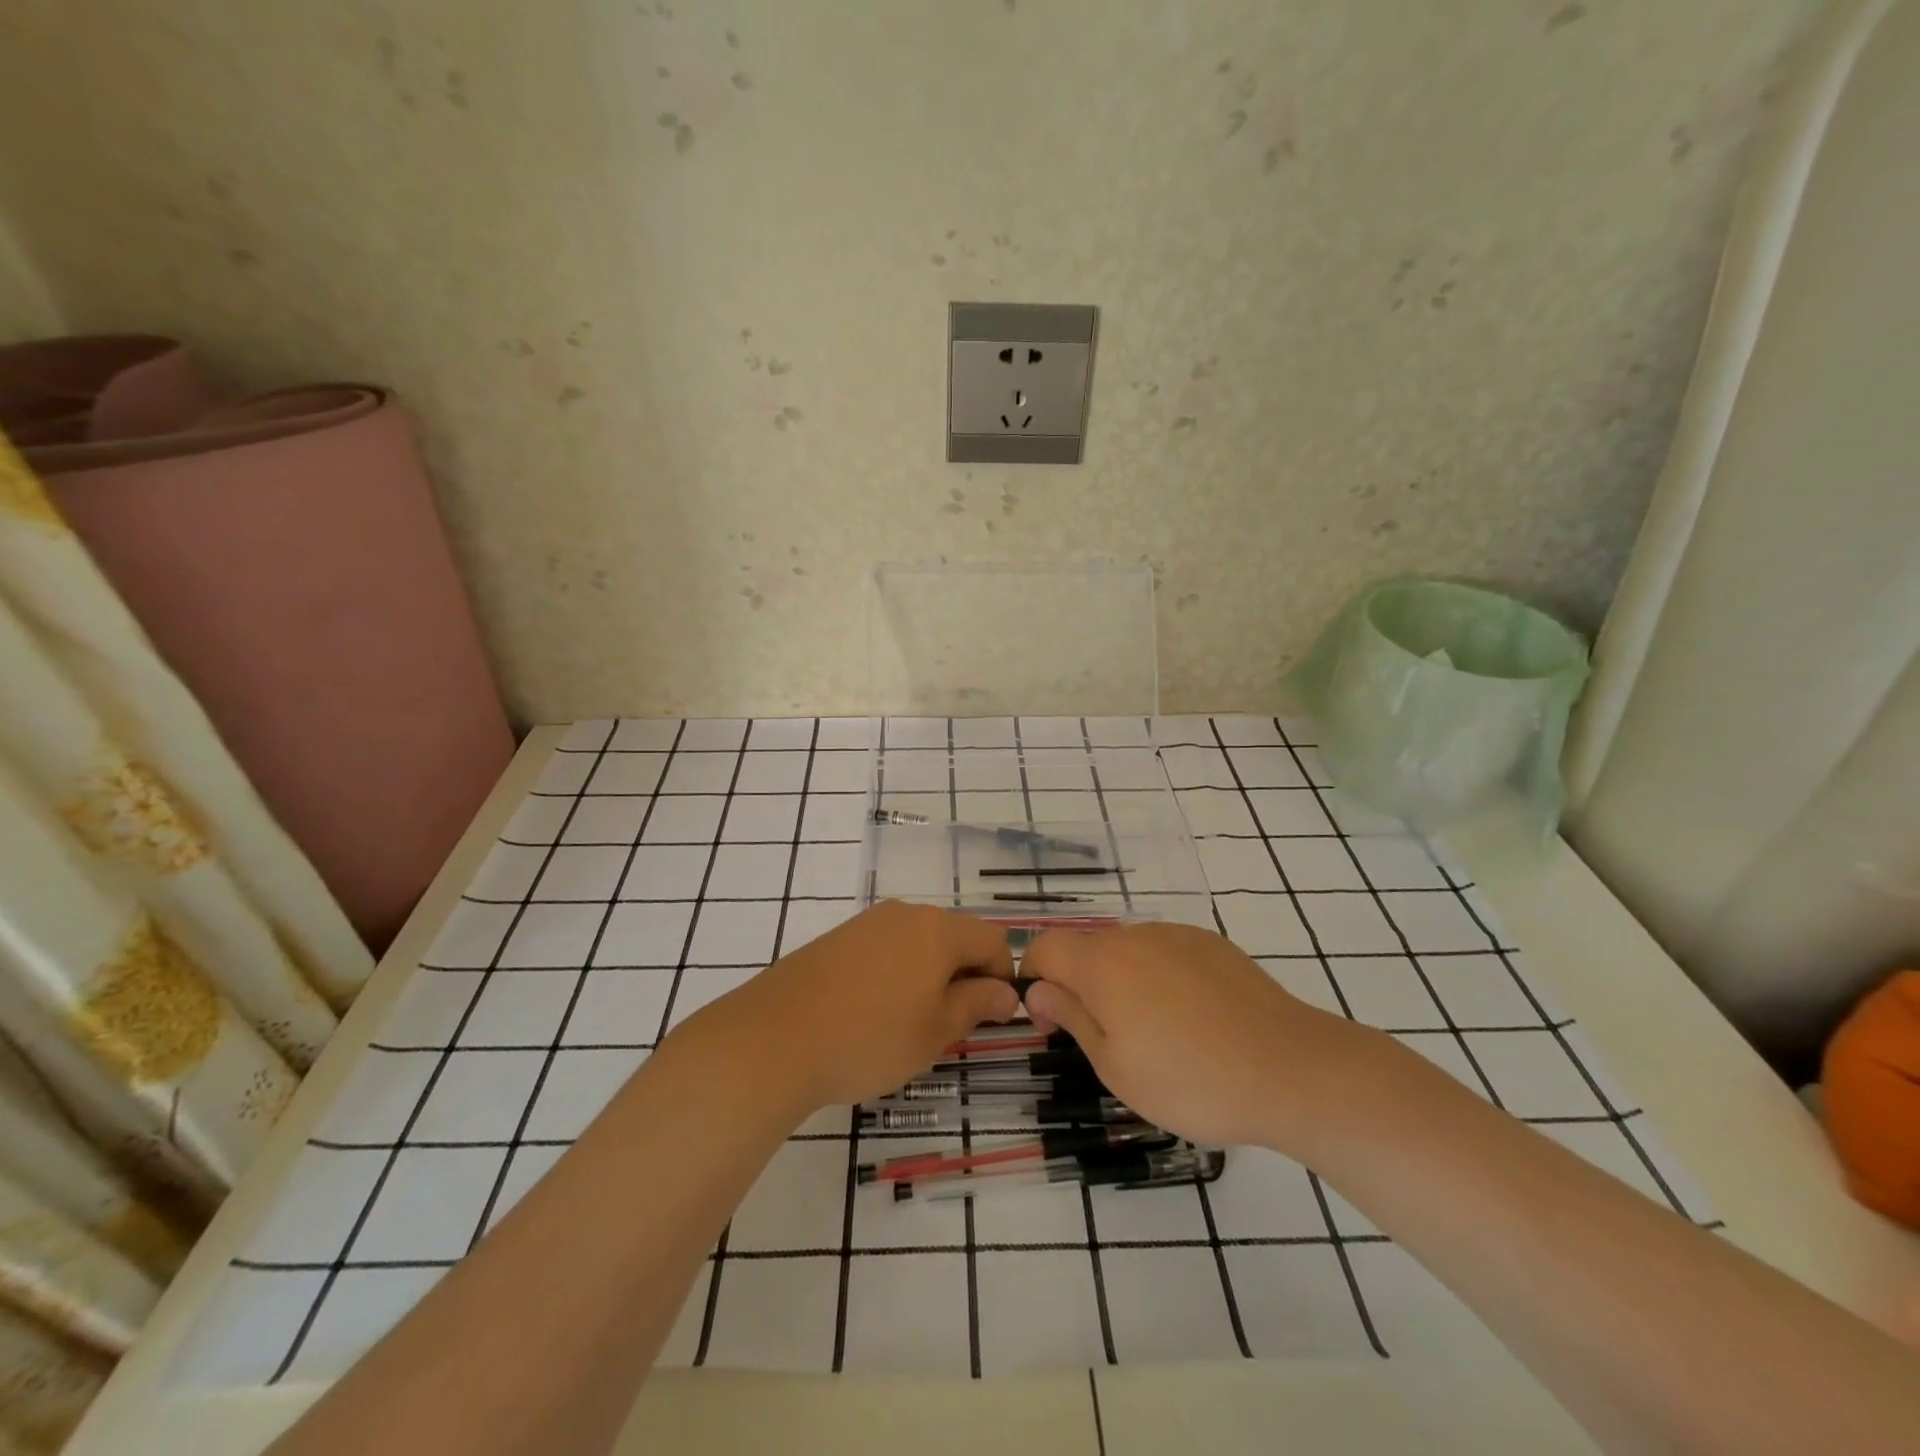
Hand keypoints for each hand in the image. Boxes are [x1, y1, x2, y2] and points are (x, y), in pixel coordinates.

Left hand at [678, 901, 1018, 1111]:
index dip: (1002, 978)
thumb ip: (976, 1005)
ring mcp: (867, 923)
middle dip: (964, 977)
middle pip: (954, 937)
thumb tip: (1005, 992)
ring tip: (909, 1025)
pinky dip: (895, 975)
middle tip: (950, 1028)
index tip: (990, 1018)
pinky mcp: (837, 939)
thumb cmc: (869, 1038)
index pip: (993, 940)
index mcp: (937, 929)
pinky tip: (872, 1014)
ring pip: (918, 944)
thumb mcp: (935, 1031)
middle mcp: (905, 914)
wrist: (773, 1039)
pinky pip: (884, 950)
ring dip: (929, 977)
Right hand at [1021, 921, 1362, 1151]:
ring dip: (1121, 981)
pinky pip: (1166, 952)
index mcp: (1102, 964)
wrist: (1291, 1069)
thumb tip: (1038, 991)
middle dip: (1079, 984)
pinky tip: (1191, 1018)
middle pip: (1086, 948)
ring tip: (1155, 1033)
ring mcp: (1177, 935)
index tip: (1049, 1023)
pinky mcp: (1212, 944)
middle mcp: (1135, 936)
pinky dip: (1160, 977)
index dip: (1034, 977)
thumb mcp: (1116, 1067)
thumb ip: (1072, 1018)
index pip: (1045, 946)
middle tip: (1103, 1038)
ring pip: (1128, 950)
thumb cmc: (1191, 1081)